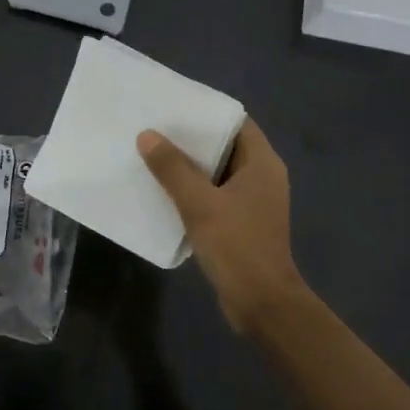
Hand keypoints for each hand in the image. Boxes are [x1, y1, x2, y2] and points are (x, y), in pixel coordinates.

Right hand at [137, 120, 307, 332]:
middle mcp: (262, 176)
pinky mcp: (242, 222)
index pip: (235, 122)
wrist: (261, 304)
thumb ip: (173, 169)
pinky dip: (193, 190)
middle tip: (154, 128)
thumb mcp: (200, 204)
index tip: (173, 105)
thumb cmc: (237, 246)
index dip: (206, 111)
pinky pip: (214, 194)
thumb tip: (147, 135)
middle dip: (191, 139)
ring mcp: (253, 201)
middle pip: (224, 145)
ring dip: (189, 166)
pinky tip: (163, 190)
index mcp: (262, 163)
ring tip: (152, 154)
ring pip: (217, 172)